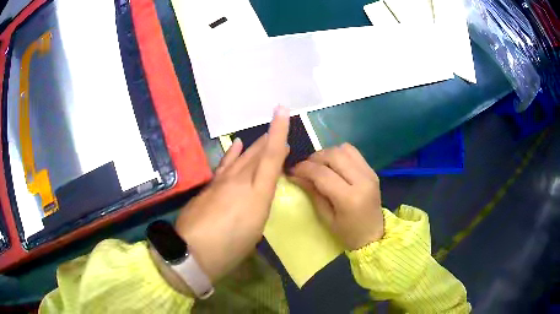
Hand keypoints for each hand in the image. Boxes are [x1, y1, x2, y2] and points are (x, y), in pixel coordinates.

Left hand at [174, 107, 289, 282]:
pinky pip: (225, 164)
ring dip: (255, 145)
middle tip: (279, 124)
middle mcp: (240, 182)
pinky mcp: (210, 185)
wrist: (192, 252)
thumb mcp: (254, 231)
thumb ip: (258, 207)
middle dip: (270, 138)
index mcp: (257, 195)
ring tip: (265, 135)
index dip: (278, 133)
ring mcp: (222, 181)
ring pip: (242, 156)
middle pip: (257, 154)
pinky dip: (233, 153)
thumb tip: (257, 195)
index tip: (282, 112)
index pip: (271, 158)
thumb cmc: (229, 249)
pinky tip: (237, 143)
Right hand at [290, 143, 383, 249]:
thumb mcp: (326, 218)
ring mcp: (369, 173)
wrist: (374, 235)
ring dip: (327, 154)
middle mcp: (362, 180)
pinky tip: (334, 166)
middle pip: (334, 155)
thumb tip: (296, 175)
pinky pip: (353, 152)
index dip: (304, 169)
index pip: (322, 174)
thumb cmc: (348, 233)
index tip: (292, 170)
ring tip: (319, 166)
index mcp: (350, 198)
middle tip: (305, 168)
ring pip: (344, 149)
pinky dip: (339, 154)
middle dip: (314, 158)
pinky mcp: (372, 170)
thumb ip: (313, 193)